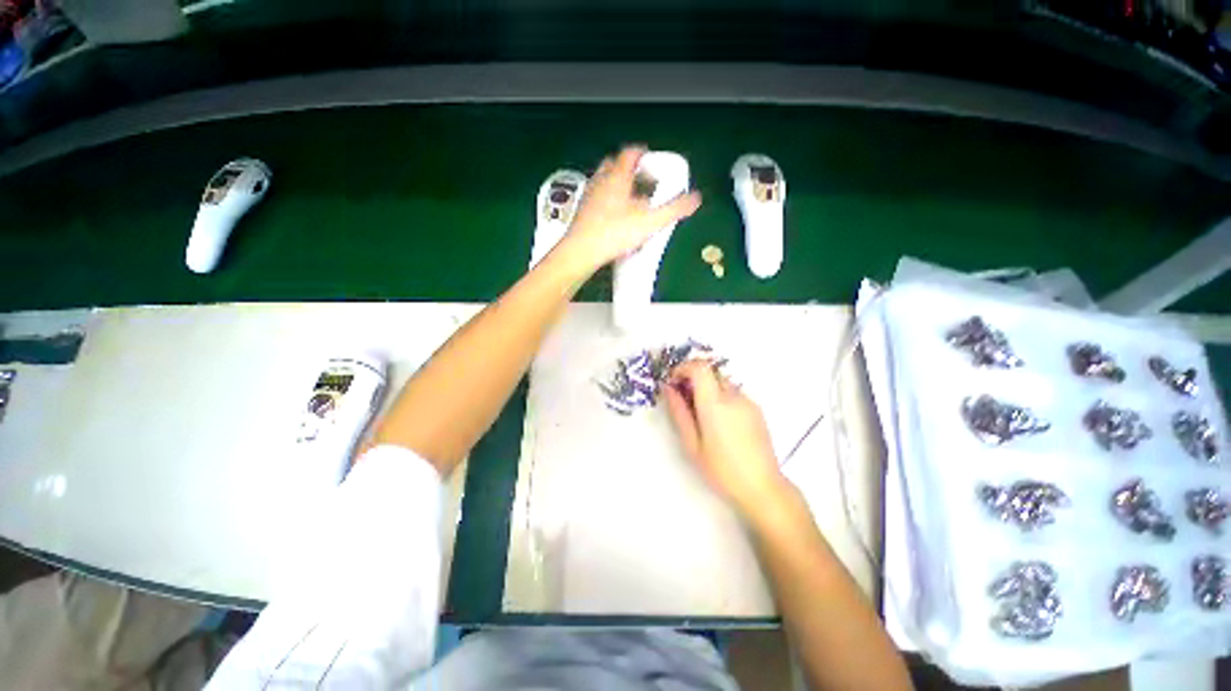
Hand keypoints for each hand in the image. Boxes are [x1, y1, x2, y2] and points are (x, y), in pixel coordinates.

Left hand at [558, 146, 701, 270]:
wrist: (581, 251)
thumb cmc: (614, 232)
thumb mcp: (650, 222)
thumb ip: (674, 209)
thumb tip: (696, 198)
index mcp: (617, 177)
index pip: (630, 153)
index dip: (641, 153)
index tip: (650, 158)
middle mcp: (601, 181)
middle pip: (613, 164)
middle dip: (628, 168)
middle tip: (641, 178)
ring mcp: (589, 196)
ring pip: (603, 180)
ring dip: (616, 183)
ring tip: (628, 197)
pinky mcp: (582, 211)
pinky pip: (596, 197)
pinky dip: (606, 199)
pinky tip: (613, 215)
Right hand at [663, 360, 789, 518]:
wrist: (762, 487)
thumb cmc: (721, 469)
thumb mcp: (692, 444)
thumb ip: (679, 412)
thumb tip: (669, 389)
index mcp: (715, 404)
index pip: (699, 367)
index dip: (683, 368)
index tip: (673, 382)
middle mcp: (733, 396)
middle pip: (710, 372)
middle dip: (693, 379)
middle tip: (684, 401)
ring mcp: (748, 401)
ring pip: (721, 383)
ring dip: (707, 390)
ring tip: (702, 417)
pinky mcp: (757, 409)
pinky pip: (733, 394)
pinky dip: (721, 398)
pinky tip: (720, 425)